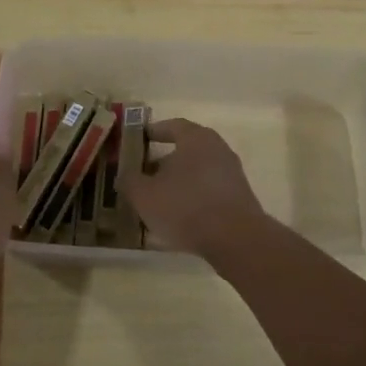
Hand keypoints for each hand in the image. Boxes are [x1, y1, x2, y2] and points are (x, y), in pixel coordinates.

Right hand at [118, 118, 271, 258]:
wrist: (235, 239)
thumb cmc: (185, 206)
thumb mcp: (145, 195)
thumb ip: (130, 181)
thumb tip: (126, 175)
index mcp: (196, 138)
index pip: (172, 126)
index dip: (154, 131)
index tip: (139, 138)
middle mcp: (218, 149)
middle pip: (186, 149)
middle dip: (163, 161)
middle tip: (143, 173)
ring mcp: (232, 173)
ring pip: (197, 171)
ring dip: (178, 181)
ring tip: (158, 198)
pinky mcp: (239, 197)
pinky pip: (209, 190)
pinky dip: (192, 197)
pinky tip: (179, 216)